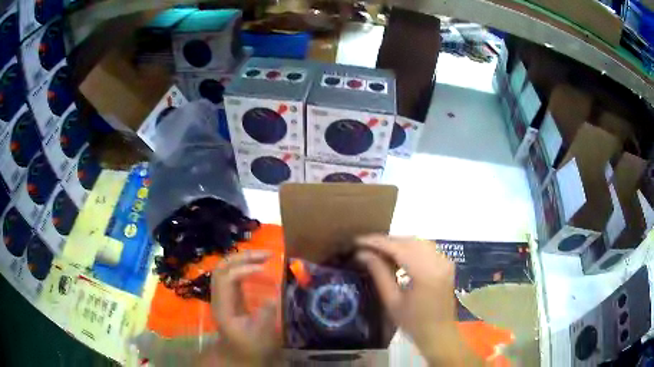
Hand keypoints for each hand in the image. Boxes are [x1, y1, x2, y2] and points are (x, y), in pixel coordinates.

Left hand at [201, 251, 280, 366]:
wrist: (236, 353)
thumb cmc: (249, 346)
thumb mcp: (260, 335)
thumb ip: (266, 315)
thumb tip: (275, 295)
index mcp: (223, 306)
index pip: (226, 279)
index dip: (243, 269)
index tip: (264, 268)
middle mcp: (218, 296)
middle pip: (222, 268)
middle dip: (242, 257)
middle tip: (266, 254)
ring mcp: (221, 294)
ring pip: (225, 268)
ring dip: (242, 258)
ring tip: (263, 256)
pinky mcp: (228, 295)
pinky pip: (232, 274)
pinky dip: (244, 266)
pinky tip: (258, 267)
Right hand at [356, 235, 479, 365]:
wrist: (439, 334)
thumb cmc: (413, 323)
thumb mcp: (392, 301)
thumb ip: (379, 273)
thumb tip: (362, 254)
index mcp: (425, 272)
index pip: (398, 247)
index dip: (377, 242)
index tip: (358, 241)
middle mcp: (438, 261)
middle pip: (409, 240)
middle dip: (387, 241)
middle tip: (366, 246)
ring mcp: (445, 261)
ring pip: (419, 241)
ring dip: (398, 243)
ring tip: (379, 249)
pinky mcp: (446, 264)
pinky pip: (427, 247)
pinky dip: (411, 247)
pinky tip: (398, 255)